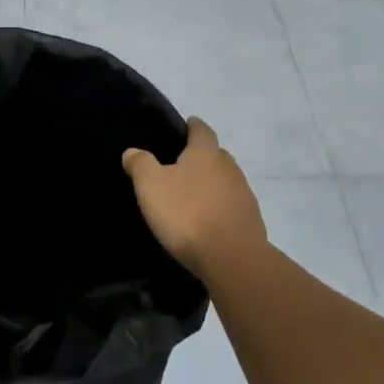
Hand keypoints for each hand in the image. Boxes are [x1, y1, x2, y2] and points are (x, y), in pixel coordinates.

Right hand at [122, 117, 266, 280]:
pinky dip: (220, 208)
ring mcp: (244, 195)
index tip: (186, 126)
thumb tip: (133, 151)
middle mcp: (230, 168)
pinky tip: (207, 221)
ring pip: (226, 181)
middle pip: (216, 155)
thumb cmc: (187, 213)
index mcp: (206, 153)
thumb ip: (141, 164)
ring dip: (212, 185)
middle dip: (202, 157)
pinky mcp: (251, 221)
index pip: (202, 130)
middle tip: (181, 166)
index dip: (193, 126)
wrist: (232, 258)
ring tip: (192, 196)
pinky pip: (232, 207)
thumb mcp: (151, 186)